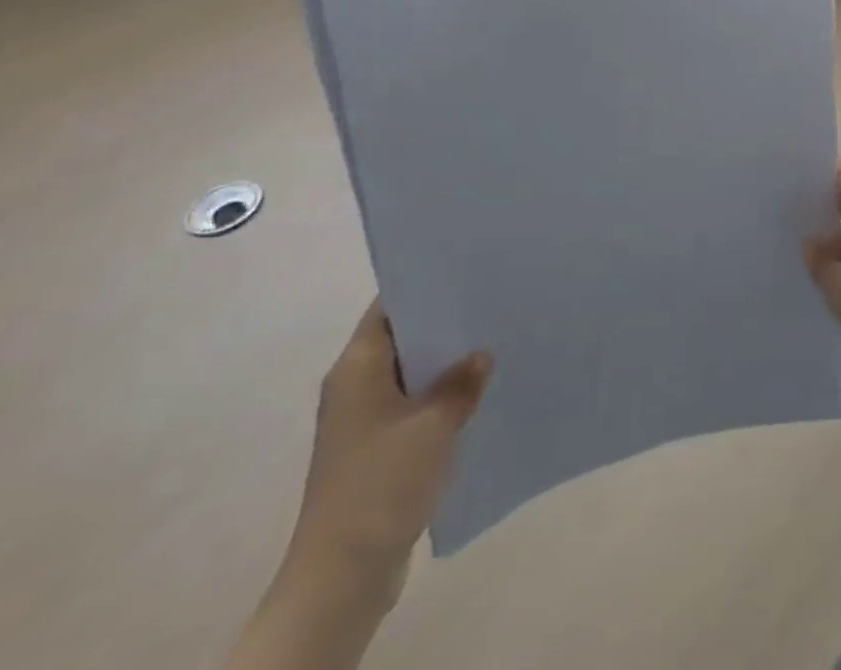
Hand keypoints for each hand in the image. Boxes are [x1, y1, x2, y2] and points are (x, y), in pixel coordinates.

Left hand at [288, 301, 491, 602]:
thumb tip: (480, 355)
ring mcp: (364, 422)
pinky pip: (414, 407)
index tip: (468, 267)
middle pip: (403, 337)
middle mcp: (355, 387)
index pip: (389, 306)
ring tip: (496, 340)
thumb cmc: (383, 482)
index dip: (425, 284)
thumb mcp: (435, 422)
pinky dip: (442, 397)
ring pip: (411, 374)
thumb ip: (462, 380)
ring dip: (446, 363)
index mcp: (357, 367)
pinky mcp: (378, 452)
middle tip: (493, 299)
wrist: (343, 574)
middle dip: (445, 322)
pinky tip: (480, 393)